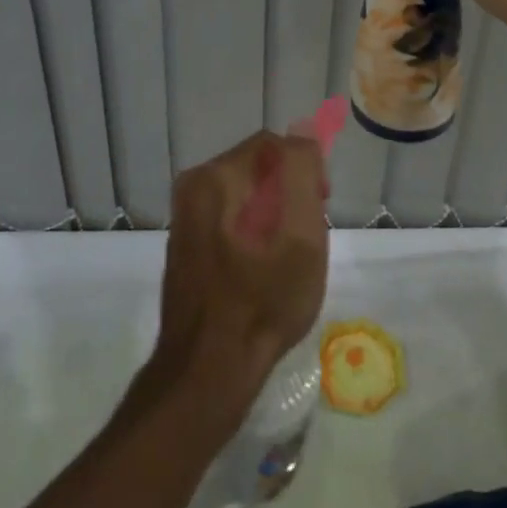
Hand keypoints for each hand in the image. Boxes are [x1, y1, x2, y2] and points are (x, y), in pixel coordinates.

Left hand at [149, 131, 329, 435]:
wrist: (206, 371)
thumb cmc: (262, 300)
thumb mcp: (301, 233)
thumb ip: (301, 171)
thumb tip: (302, 136)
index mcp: (216, 176)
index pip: (275, 145)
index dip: (306, 170)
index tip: (321, 206)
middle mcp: (194, 186)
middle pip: (258, 168)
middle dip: (288, 193)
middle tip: (307, 236)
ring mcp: (186, 216)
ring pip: (245, 194)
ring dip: (272, 214)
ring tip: (286, 257)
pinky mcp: (185, 244)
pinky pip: (229, 218)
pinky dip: (251, 232)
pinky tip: (261, 270)